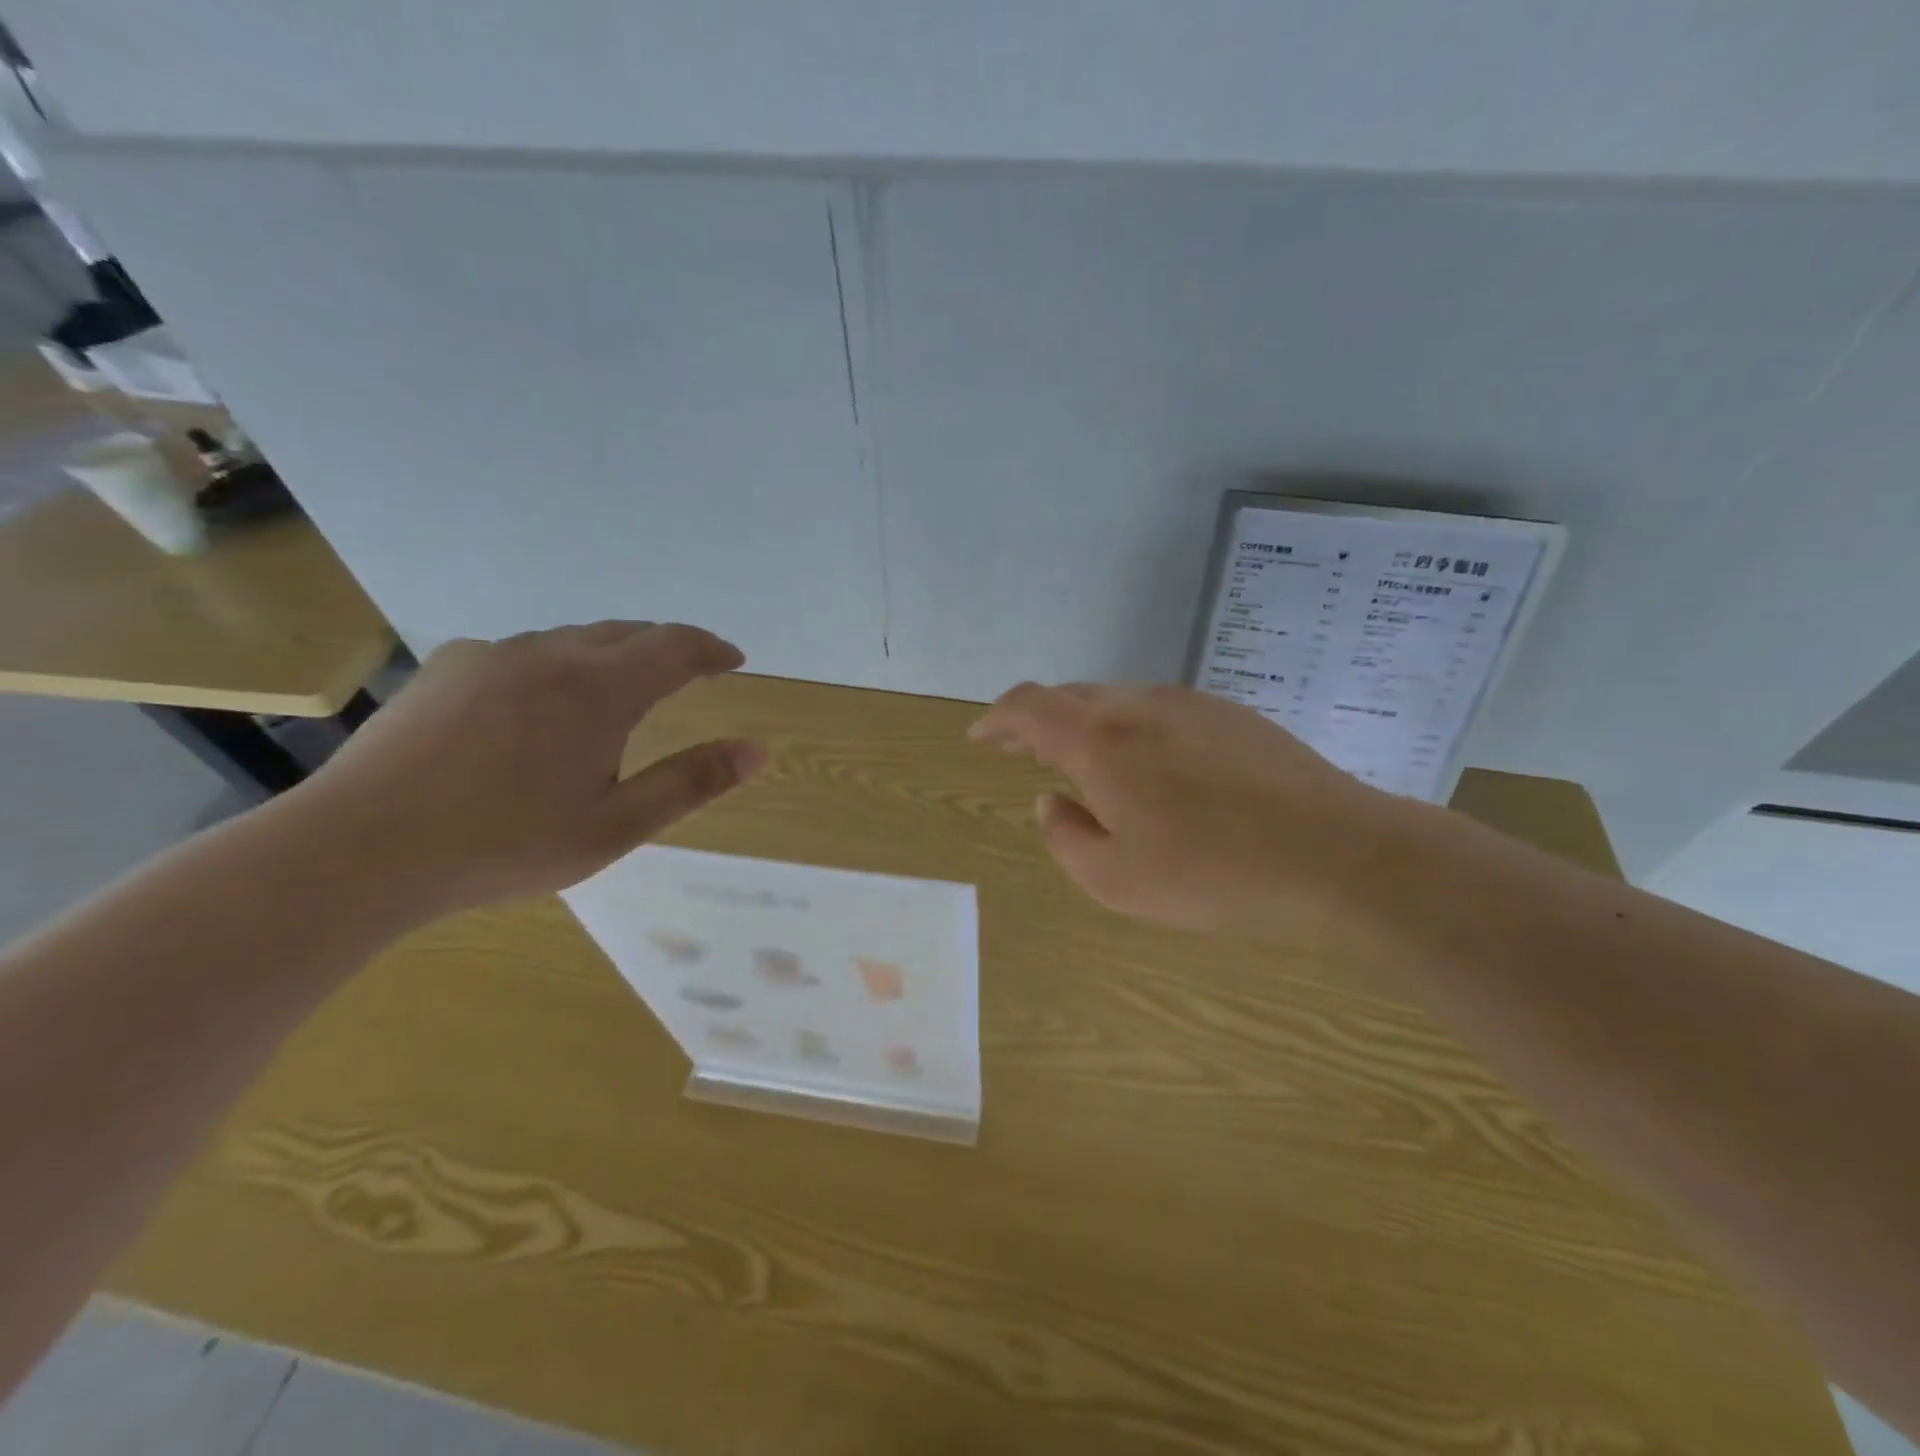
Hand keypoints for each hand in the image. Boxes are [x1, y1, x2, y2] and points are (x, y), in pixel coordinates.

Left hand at [287, 622, 762, 916]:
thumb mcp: (616, 825)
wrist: (358, 850)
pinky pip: (523, 652)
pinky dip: (557, 664)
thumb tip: (758, 750)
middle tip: (690, 672)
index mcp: (598, 689)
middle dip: (667, 647)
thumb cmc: (504, 844)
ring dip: (612, 654)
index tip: (733, 660)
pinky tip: (541, 703)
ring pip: (572, 638)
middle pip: (626, 632)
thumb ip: (691, 782)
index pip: (674, 646)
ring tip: (622, 689)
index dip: (711, 649)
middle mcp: (548, 654)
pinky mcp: (446, 669)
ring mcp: (491, 656)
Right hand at [968, 683, 1407, 937]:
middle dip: (1038, 724)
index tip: (981, 739)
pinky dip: (1133, 732)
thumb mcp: (1114, 880)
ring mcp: (1191, 704)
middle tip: (1024, 755)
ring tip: (1087, 767)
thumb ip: (1065, 836)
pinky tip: (1154, 770)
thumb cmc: (1212, 874)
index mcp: (1100, 741)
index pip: (1029, 707)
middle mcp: (1140, 706)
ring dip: (1088, 727)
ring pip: (1118, 702)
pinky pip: (1161, 712)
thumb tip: (1054, 801)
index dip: (997, 719)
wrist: (1337, 854)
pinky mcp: (1233, 715)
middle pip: (1071, 698)